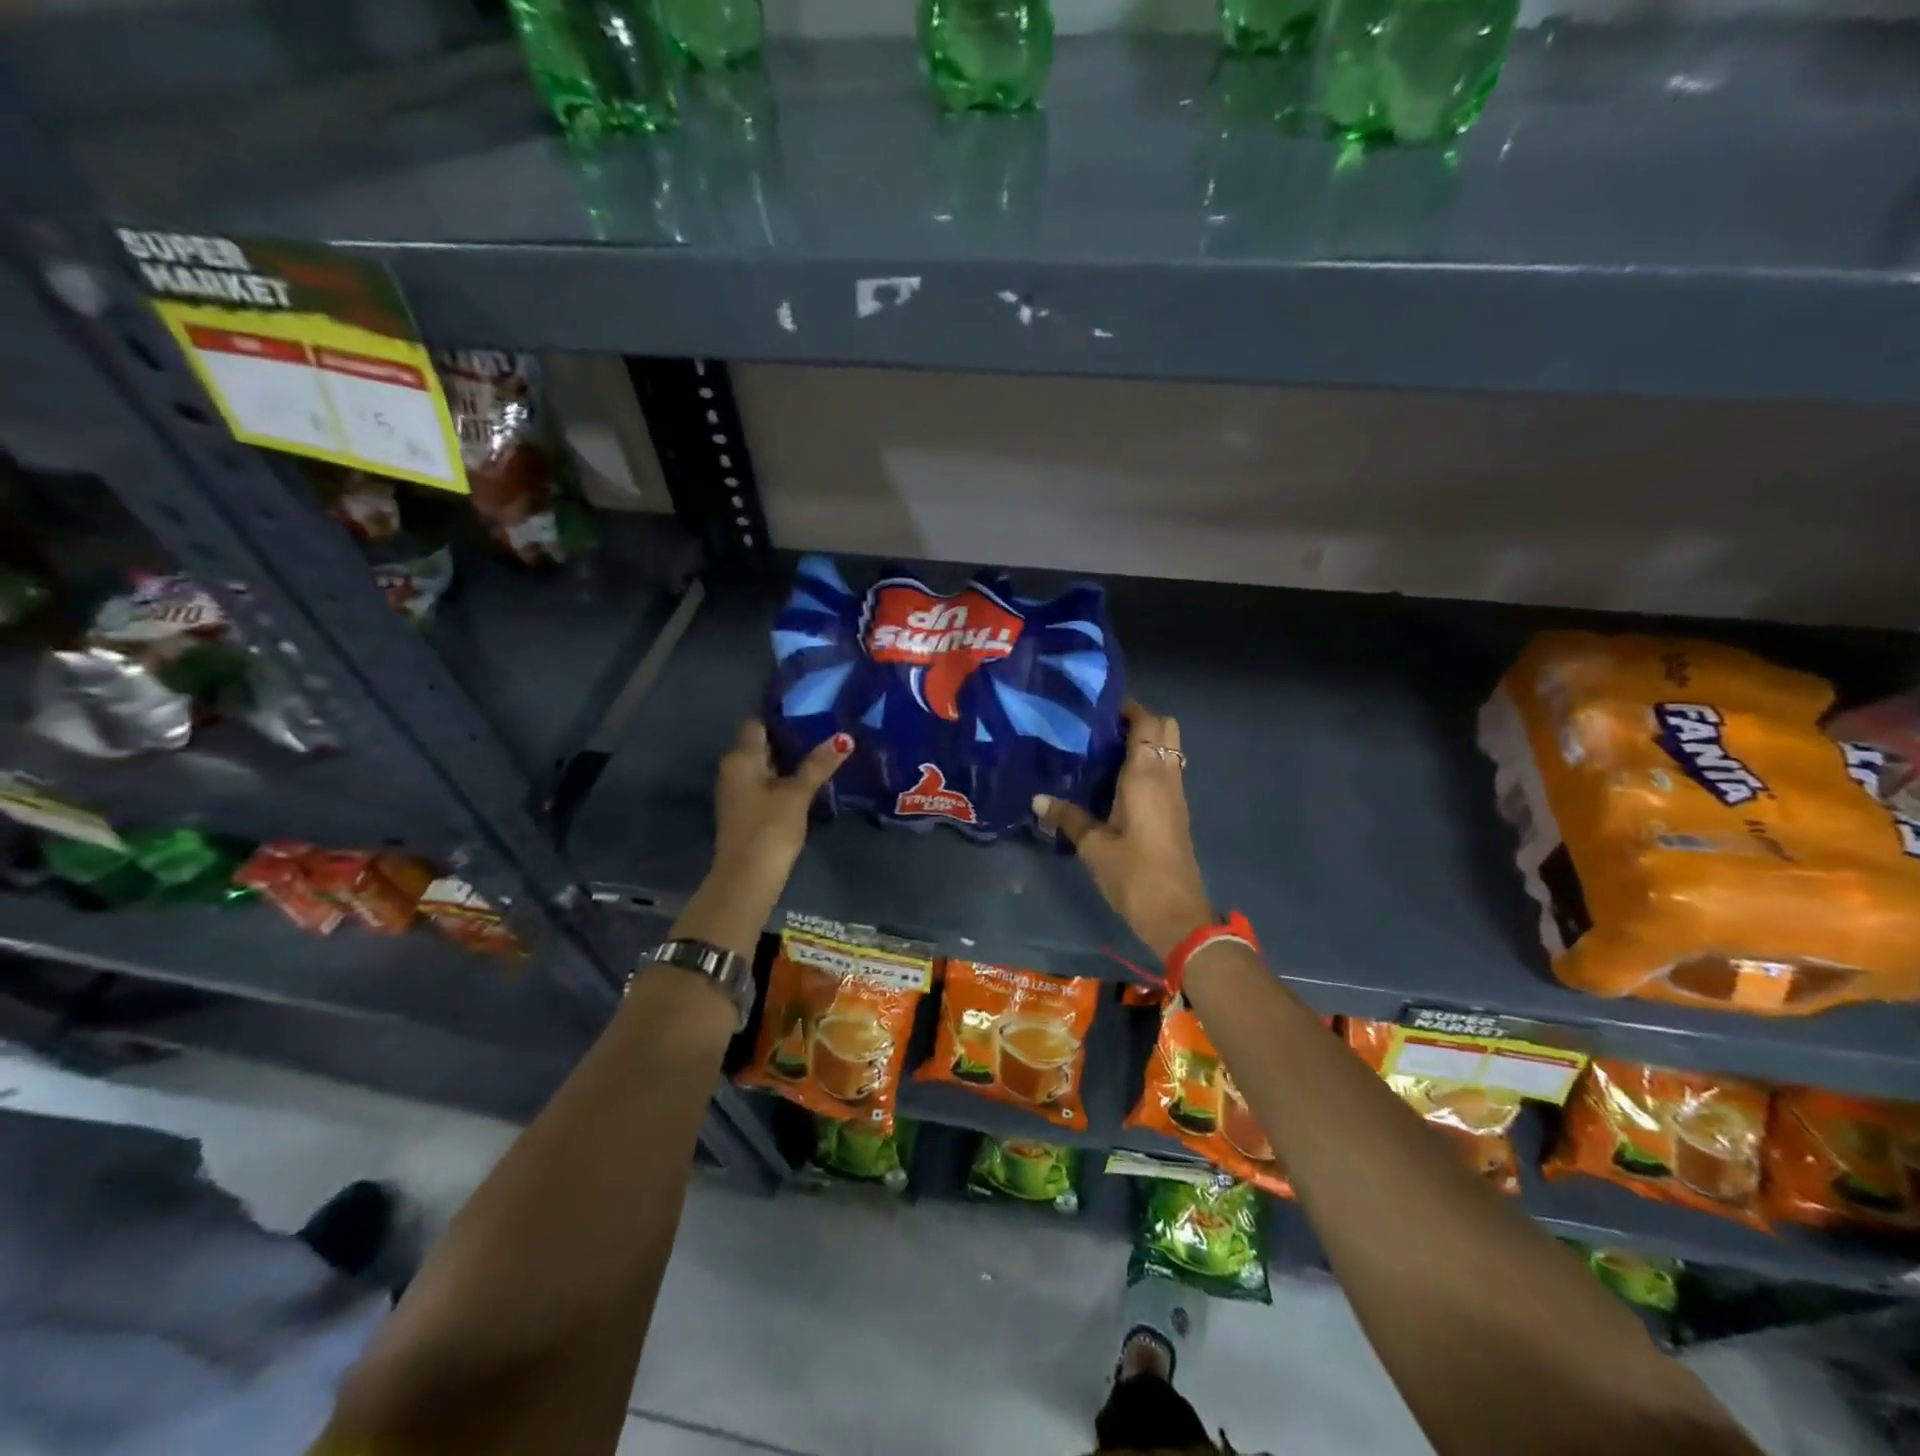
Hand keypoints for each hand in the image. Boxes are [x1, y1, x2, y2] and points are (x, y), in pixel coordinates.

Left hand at [712, 720, 851, 889]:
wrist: (747, 878)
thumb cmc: (769, 828)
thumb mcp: (797, 794)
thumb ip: (818, 764)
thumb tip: (844, 737)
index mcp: (741, 758)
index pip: (757, 723)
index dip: (781, 714)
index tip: (810, 707)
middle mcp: (733, 769)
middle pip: (761, 744)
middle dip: (791, 737)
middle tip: (825, 726)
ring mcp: (738, 791)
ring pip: (766, 765)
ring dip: (790, 759)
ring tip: (824, 750)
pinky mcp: (746, 810)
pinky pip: (766, 783)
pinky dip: (785, 778)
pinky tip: (810, 780)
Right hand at [1033, 702, 1212, 959]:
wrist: (1176, 914)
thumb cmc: (1134, 874)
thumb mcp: (1093, 846)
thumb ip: (1067, 817)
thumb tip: (1037, 798)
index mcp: (1146, 775)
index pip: (1146, 722)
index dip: (1126, 708)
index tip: (1096, 708)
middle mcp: (1166, 776)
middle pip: (1166, 728)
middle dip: (1139, 720)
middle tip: (1102, 730)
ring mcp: (1176, 794)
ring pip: (1169, 749)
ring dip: (1145, 742)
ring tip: (1104, 751)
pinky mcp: (1177, 812)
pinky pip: (1166, 771)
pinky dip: (1147, 764)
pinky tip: (1116, 782)